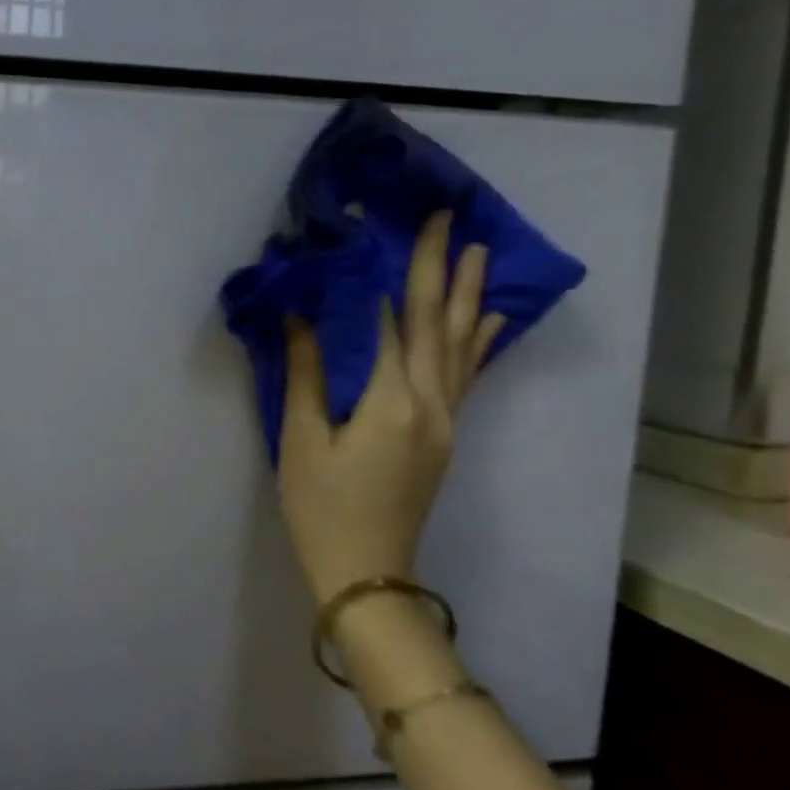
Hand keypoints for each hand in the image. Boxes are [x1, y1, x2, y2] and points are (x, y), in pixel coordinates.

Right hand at [277, 212, 502, 605]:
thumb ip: (306, 374)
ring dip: (467, 295)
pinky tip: (489, 320)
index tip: (389, 228)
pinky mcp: (444, 436)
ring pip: (460, 346)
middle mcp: (430, 403)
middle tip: (449, 218)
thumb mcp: (301, 440)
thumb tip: (300, 317)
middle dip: (441, 268)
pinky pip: (466, 375)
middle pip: (437, 323)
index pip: (391, 322)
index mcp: (392, 401)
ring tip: (478, 250)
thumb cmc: (321, 506)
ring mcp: (445, 420)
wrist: (366, 571)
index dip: (388, 273)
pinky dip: (478, 342)